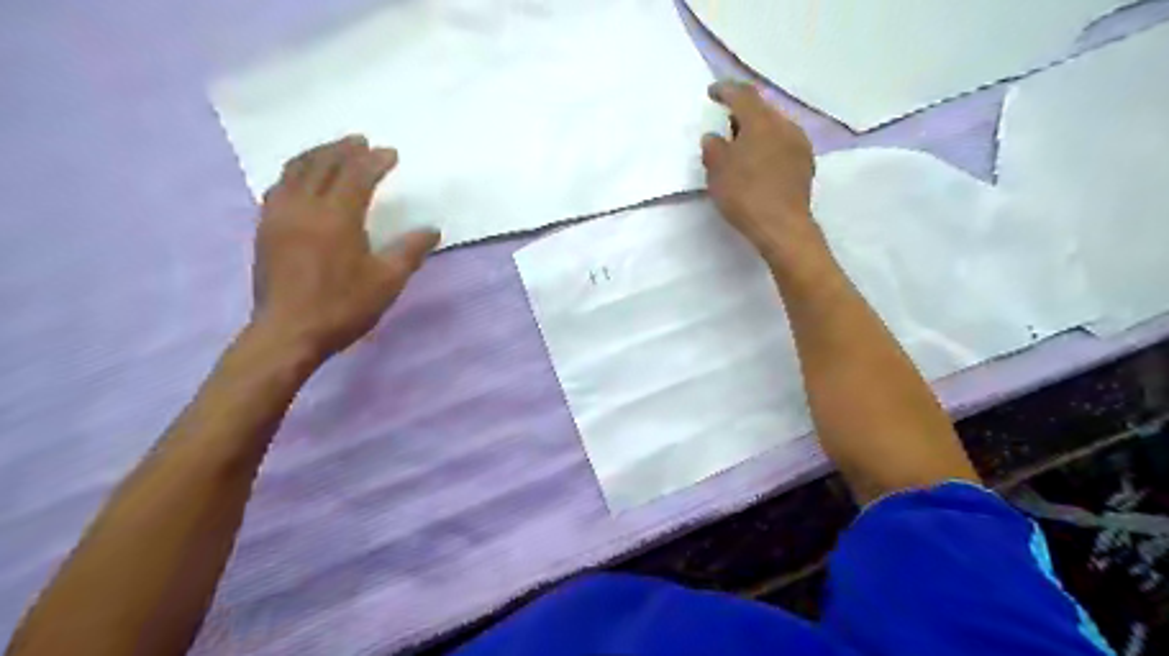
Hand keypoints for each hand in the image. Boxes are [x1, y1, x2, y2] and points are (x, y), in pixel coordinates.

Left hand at [254, 133, 440, 363]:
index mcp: (337, 217)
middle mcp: (304, 206)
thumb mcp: (387, 281)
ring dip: (317, 154)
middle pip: (323, 164)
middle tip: (362, 142)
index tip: (391, 154)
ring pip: (295, 170)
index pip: (356, 175)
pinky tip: (302, 178)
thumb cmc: (344, 306)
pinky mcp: (265, 228)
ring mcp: (279, 215)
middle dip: (344, 149)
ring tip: (334, 150)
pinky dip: (295, 172)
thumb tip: (432, 230)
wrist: (289, 332)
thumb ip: (410, 251)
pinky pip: (279, 186)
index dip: (375, 161)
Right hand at [701, 83, 819, 264]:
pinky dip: (768, 148)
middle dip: (743, 114)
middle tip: (726, 125)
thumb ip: (713, 148)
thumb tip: (714, 137)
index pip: (743, 94)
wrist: (782, 226)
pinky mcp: (805, 165)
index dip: (726, 90)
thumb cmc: (745, 194)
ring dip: (757, 133)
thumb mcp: (717, 171)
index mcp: (761, 121)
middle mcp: (785, 125)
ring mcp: (800, 145)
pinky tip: (759, 164)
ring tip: (742, 148)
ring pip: (775, 128)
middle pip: (762, 111)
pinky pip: (783, 146)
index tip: (712, 93)